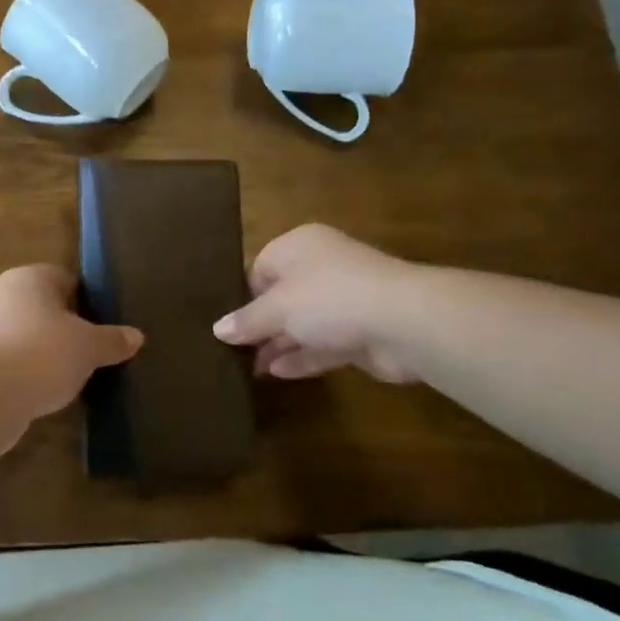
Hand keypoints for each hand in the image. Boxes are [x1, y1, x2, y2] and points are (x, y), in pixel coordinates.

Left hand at [0, 264, 143, 416]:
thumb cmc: (42, 354)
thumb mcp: (89, 348)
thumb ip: (112, 340)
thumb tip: (136, 336)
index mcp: (30, 277)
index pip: (63, 278)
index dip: (84, 301)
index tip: (99, 326)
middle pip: (40, 305)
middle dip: (60, 326)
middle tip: (85, 352)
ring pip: (19, 332)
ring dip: (37, 350)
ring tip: (63, 376)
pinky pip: (4, 358)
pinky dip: (19, 371)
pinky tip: (36, 391)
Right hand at [213, 224, 419, 382]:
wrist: (402, 321)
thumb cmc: (329, 297)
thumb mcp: (277, 307)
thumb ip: (247, 320)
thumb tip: (217, 330)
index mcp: (299, 247)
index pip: (261, 267)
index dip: (242, 294)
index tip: (225, 323)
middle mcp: (321, 269)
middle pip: (281, 297)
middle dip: (259, 324)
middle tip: (230, 351)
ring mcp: (343, 302)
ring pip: (301, 324)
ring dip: (278, 345)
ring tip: (247, 368)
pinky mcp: (358, 334)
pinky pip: (321, 345)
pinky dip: (300, 357)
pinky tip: (276, 374)